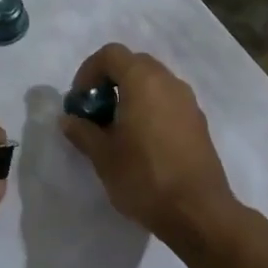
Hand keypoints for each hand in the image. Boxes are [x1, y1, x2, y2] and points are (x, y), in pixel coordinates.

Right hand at [61, 44, 241, 244]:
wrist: (198, 213)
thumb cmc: (144, 178)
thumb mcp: (103, 156)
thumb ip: (82, 131)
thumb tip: (69, 119)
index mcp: (143, 81)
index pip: (111, 54)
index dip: (89, 71)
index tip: (80, 101)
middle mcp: (169, 82)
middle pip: (133, 64)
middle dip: (109, 81)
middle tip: (95, 112)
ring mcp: (188, 102)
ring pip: (153, 82)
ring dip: (130, 95)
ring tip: (116, 129)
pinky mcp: (198, 122)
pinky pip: (167, 101)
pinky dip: (149, 108)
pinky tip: (141, 142)